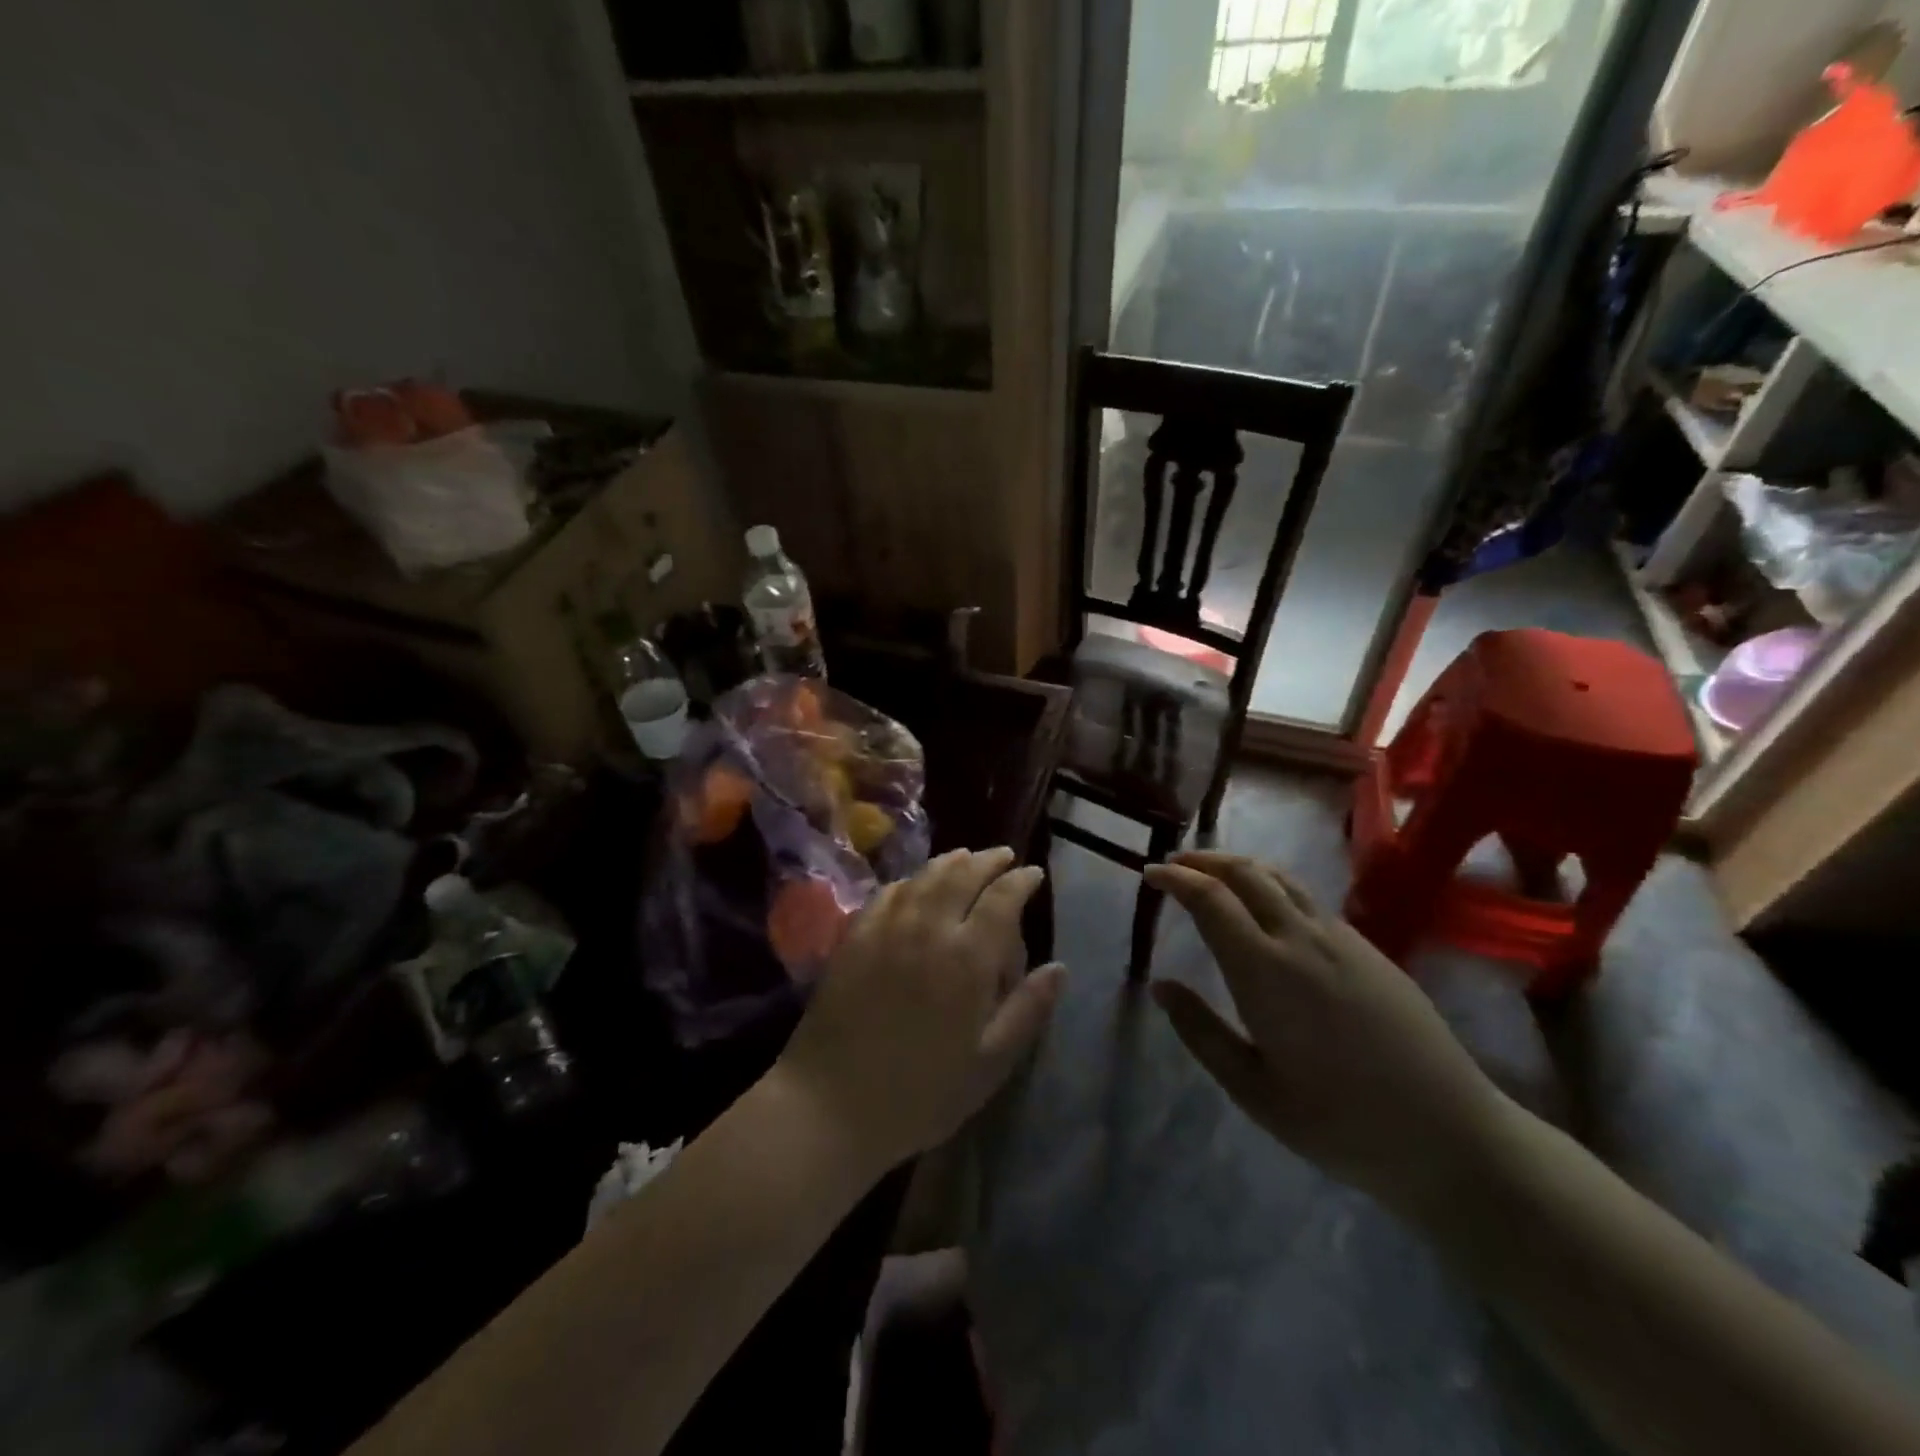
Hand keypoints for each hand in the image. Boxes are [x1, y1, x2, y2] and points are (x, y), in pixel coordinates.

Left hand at [777, 848, 1065, 1172]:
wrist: (831, 1103)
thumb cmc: (922, 1092)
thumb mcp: (989, 1063)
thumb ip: (1027, 1010)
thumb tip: (1060, 968)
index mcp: (968, 958)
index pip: (1002, 899)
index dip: (1021, 880)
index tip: (1033, 873)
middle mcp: (929, 929)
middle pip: (962, 875)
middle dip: (987, 860)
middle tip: (1003, 855)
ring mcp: (887, 928)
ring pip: (924, 877)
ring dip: (950, 862)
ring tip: (965, 857)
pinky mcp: (855, 937)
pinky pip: (887, 893)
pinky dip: (910, 880)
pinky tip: (914, 884)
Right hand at [1147, 852, 1510, 1212]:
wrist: (1451, 1138)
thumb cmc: (1340, 1123)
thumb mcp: (1253, 1090)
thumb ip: (1201, 1032)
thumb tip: (1160, 985)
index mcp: (1265, 970)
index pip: (1211, 899)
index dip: (1176, 879)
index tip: (1150, 873)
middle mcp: (1301, 938)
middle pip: (1246, 873)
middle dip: (1204, 860)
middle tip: (1175, 865)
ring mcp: (1342, 939)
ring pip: (1282, 878)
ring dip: (1240, 866)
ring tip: (1214, 874)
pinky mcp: (1370, 949)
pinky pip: (1309, 898)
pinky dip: (1273, 885)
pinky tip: (1268, 908)